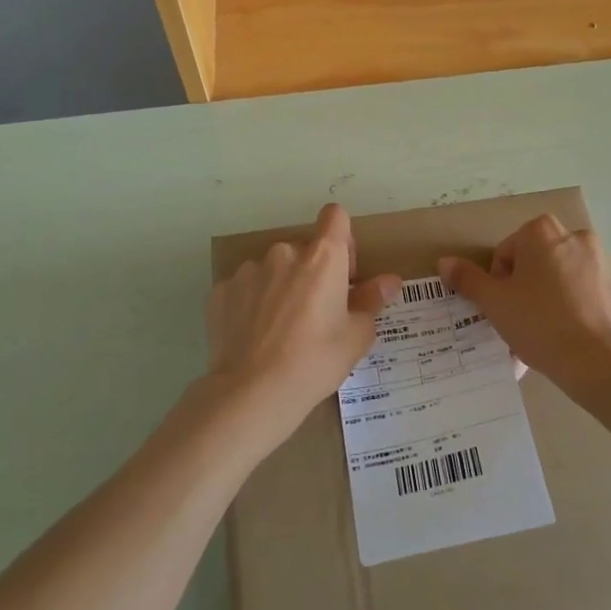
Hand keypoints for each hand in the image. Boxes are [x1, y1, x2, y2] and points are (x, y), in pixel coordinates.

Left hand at [204, 204, 399, 454]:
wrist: (252, 392)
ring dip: (280, 286)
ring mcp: (249, 270)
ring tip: (280, 329)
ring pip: (273, 269)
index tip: (344, 272)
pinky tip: (254, 335)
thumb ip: (371, 300)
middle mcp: (285, 253)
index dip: (342, 239)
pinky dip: (251, 303)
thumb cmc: (315, 362)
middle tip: (315, 314)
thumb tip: (389, 280)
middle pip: (304, 249)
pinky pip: (245, 288)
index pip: (335, 216)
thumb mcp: (356, 336)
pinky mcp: (221, 290)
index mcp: (323, 258)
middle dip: (311, 272)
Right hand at [440, 215, 610, 389]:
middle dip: (533, 285)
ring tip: (554, 335)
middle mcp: (580, 239)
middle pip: (544, 260)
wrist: (602, 363)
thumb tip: (445, 262)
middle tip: (525, 320)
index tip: (504, 307)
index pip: (509, 250)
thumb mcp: (494, 304)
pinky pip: (604, 298)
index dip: (501, 279)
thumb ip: (468, 279)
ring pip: (575, 278)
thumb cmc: (540, 325)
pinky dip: (594, 312)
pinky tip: (584, 338)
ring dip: (562, 296)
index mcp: (543, 234)